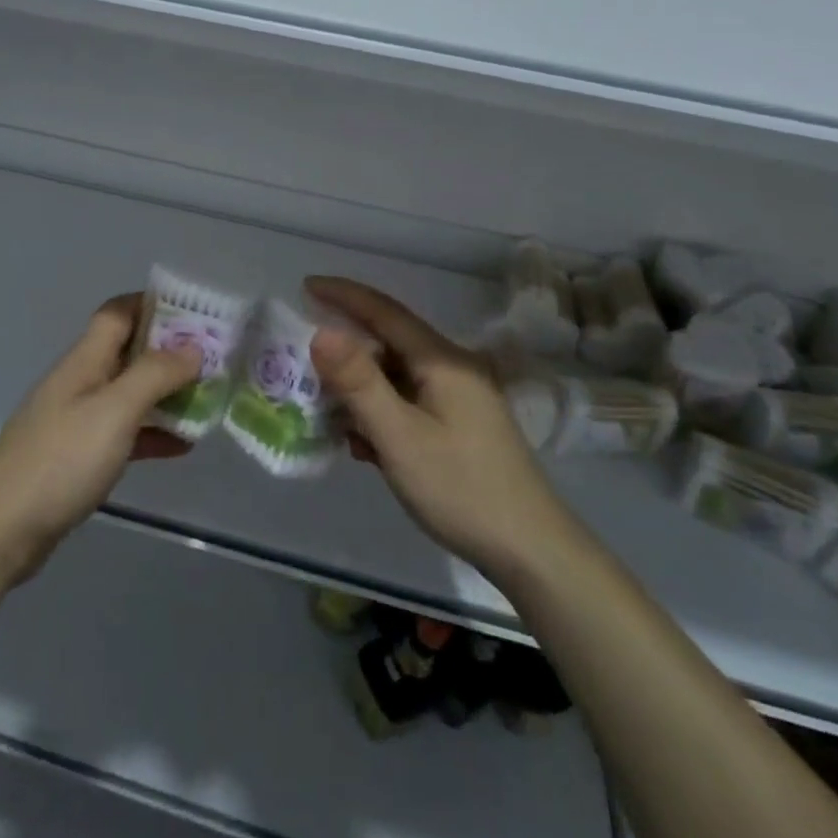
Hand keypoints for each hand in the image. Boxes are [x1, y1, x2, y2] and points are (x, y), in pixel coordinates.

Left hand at [0, 293, 200, 587]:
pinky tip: (182, 446)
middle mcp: (81, 381)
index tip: (195, 311)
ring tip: (207, 398)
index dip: (153, 304)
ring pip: (129, 393)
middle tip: (214, 358)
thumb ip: (155, 374)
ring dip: (165, 393)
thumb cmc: (60, 460)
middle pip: (128, 351)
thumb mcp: (115, 411)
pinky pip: (123, 432)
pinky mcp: (78, 457)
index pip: (118, 312)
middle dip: (169, 350)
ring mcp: (77, 420)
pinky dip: (152, 432)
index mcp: (85, 360)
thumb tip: (193, 347)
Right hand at [308, 276, 567, 580]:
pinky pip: (410, 400)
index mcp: (442, 359)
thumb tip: (321, 332)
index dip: (343, 295)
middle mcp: (453, 367)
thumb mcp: (400, 437)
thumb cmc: (461, 488)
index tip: (306, 285)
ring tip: (331, 416)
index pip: (384, 311)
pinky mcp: (461, 423)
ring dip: (362, 390)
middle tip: (305, 366)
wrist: (532, 551)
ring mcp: (460, 396)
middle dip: (346, 352)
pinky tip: (366, 445)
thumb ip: (359, 383)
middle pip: (389, 343)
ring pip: (397, 376)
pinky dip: (383, 412)